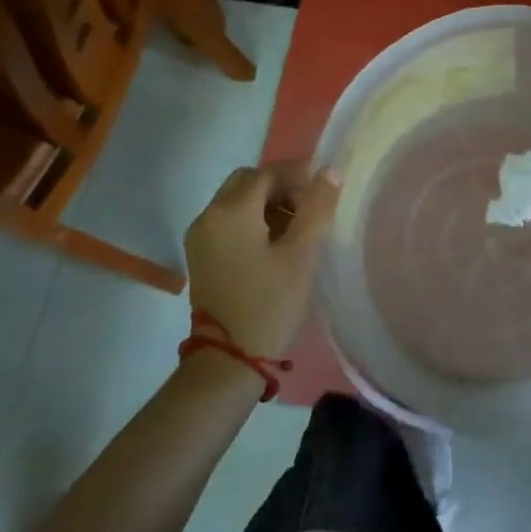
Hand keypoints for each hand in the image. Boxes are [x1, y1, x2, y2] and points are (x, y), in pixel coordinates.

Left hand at [184, 161, 339, 359]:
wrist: (227, 361)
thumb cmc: (269, 304)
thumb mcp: (301, 254)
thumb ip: (317, 207)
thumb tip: (330, 171)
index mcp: (231, 211)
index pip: (267, 173)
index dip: (297, 174)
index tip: (324, 188)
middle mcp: (209, 215)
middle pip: (247, 182)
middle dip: (280, 186)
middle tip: (309, 207)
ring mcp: (200, 236)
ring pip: (236, 201)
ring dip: (266, 203)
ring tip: (296, 228)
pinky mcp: (200, 255)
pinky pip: (227, 221)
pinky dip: (251, 220)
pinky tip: (273, 244)